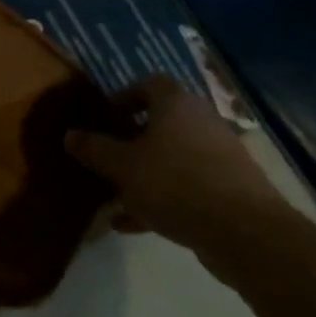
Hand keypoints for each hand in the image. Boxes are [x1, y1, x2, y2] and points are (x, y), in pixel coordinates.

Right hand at [65, 75, 289, 252]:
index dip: (125, 97)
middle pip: (161, 123)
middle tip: (108, 158)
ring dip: (145, 174)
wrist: (245, 232)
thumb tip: (70, 135)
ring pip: (173, 158)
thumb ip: (95, 149)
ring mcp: (220, 156)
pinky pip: (187, 186)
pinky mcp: (230, 190)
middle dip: (132, 141)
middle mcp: (201, 122)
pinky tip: (134, 225)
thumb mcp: (123, 166)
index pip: (149, 84)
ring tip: (116, 197)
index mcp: (176, 104)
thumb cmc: (175, 183)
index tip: (106, 118)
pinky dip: (162, 199)